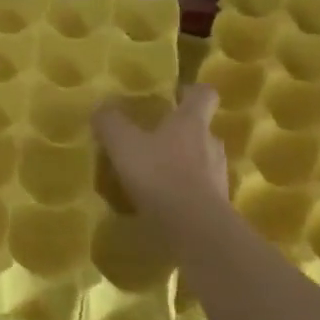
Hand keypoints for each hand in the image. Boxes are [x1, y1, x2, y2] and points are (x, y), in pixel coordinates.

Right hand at [92, 84, 229, 231]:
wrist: (195, 229)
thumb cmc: (160, 175)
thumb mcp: (123, 144)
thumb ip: (111, 123)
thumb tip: (102, 107)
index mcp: (191, 122)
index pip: (204, 94)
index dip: (190, 91)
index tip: (174, 94)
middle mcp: (211, 144)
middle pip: (201, 129)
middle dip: (180, 132)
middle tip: (154, 139)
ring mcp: (217, 176)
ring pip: (201, 160)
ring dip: (182, 163)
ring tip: (155, 174)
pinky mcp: (217, 205)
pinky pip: (199, 190)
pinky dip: (184, 191)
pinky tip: (162, 202)